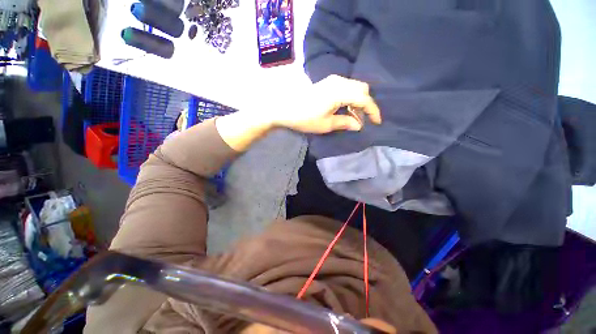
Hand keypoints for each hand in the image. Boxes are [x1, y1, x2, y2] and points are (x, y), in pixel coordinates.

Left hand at [216, 75, 380, 150]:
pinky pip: (345, 88)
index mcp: (339, 91)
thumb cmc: (304, 118)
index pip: (364, 99)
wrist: (283, 109)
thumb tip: (359, 125)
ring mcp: (332, 80)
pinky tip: (345, 110)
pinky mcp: (327, 83)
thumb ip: (345, 122)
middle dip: (366, 105)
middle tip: (363, 120)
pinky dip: (349, 98)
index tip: (377, 122)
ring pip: (354, 88)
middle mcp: (339, 81)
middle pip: (361, 90)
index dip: (373, 111)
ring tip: (354, 117)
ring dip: (357, 102)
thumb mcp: (326, 124)